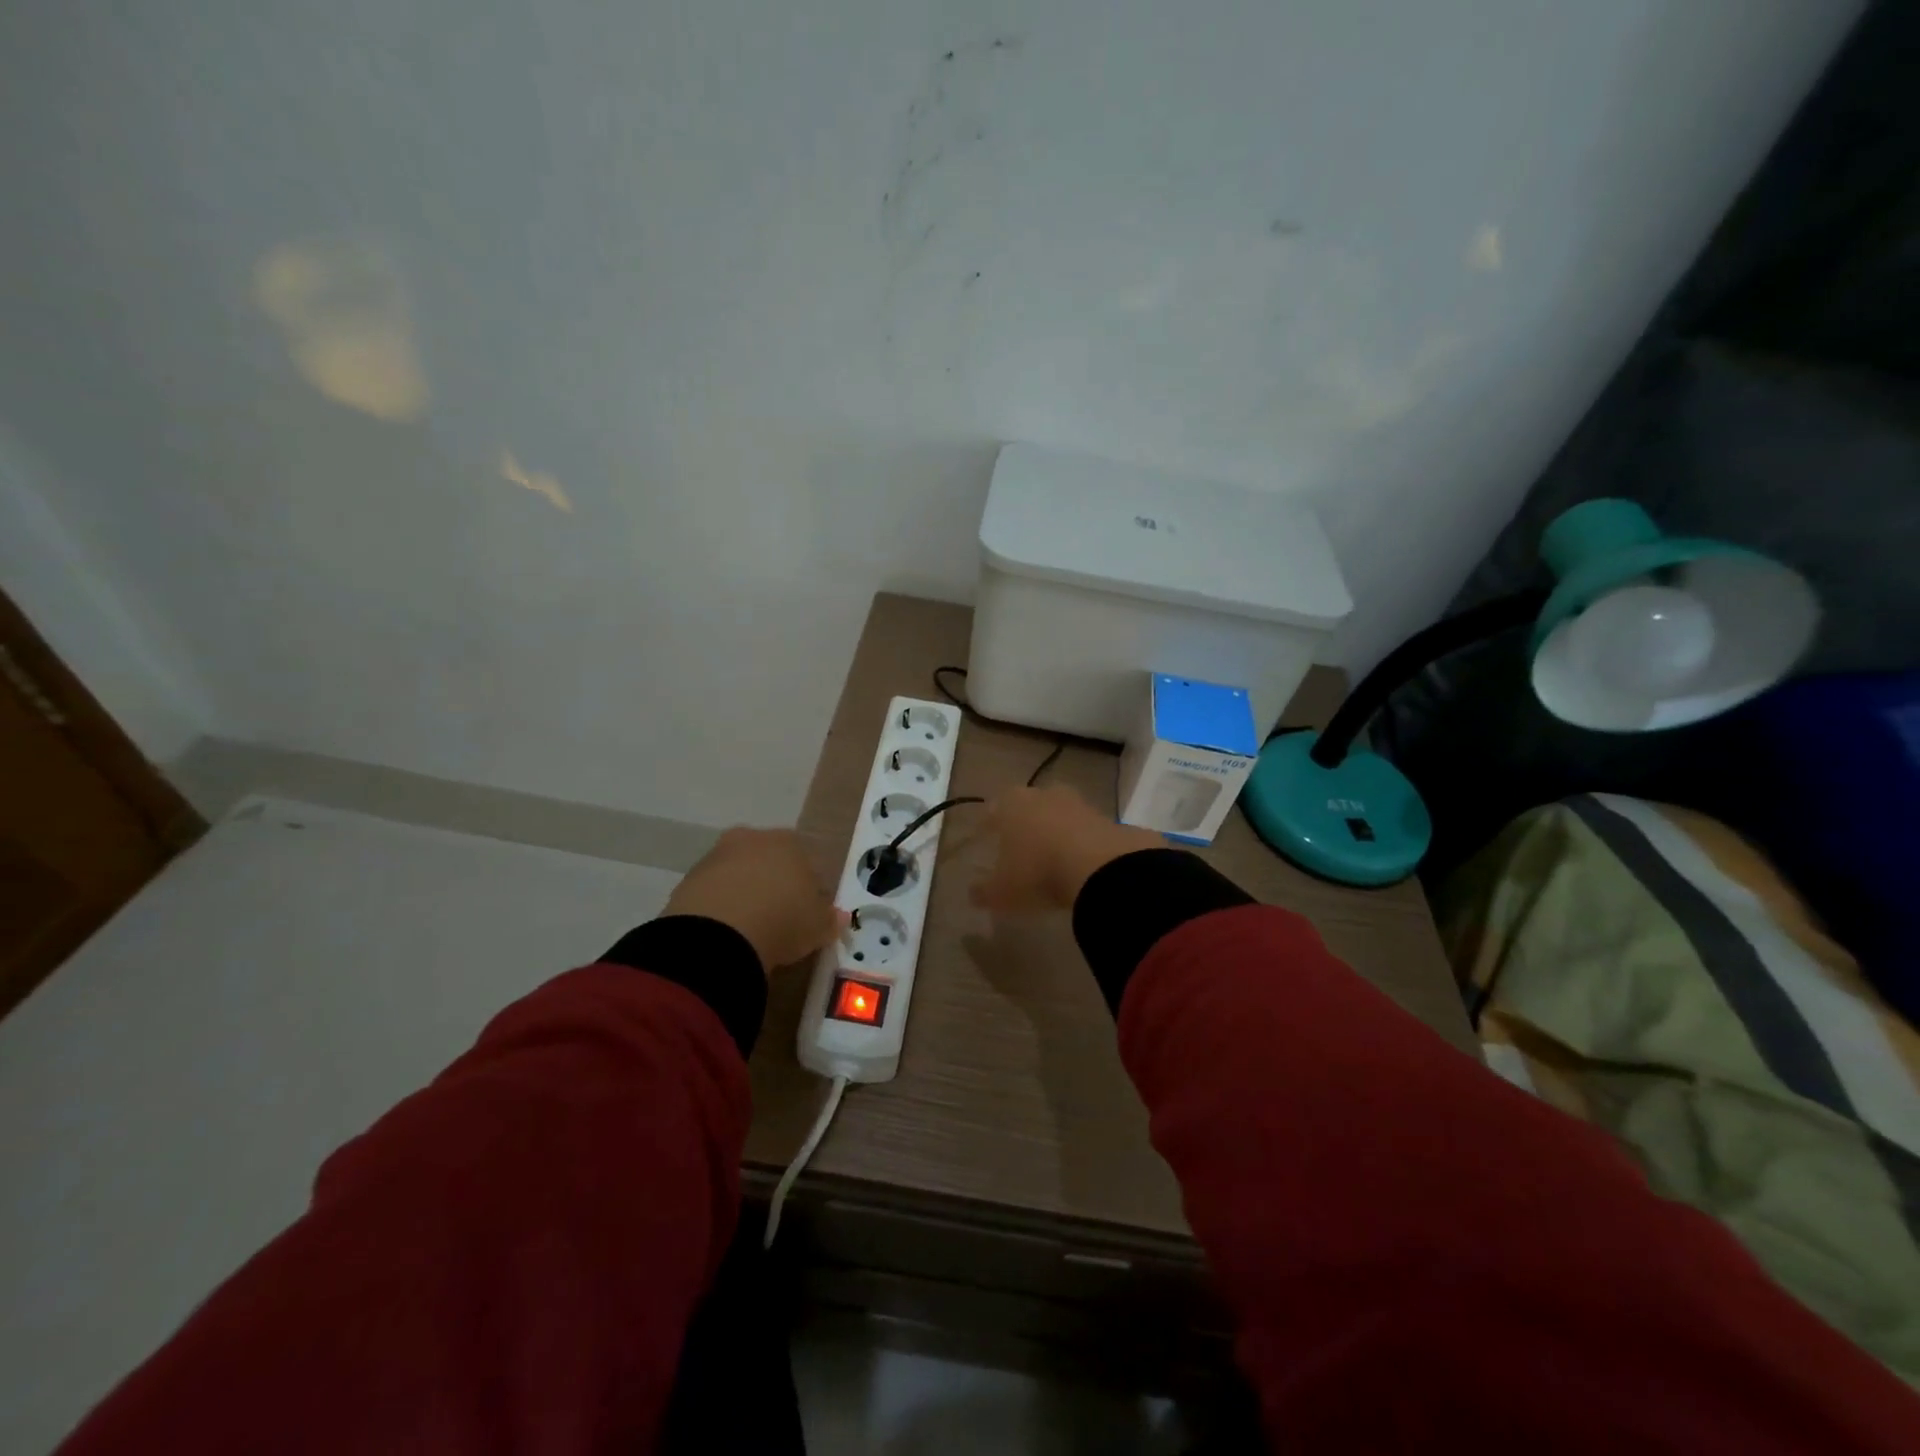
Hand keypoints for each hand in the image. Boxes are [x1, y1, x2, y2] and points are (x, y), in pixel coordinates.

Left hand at [664, 828, 840, 971]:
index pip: (807, 861)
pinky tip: (726, 933)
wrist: (717, 935)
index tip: (809, 915)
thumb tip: (838, 916)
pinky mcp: (688, 879)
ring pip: (739, 873)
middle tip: (779, 920)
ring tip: (750, 930)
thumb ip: (829, 919)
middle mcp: (752, 838)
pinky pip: (714, 892)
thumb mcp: (817, 926)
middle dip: (774, 885)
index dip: (810, 889)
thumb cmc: (782, 920)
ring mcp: (717, 856)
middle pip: (769, 861)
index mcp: (790, 841)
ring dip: (745, 894)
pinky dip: (720, 907)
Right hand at [971, 786, 1161, 914]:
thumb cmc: (1037, 873)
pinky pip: (1084, 829)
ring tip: (1051, 855)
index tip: (985, 837)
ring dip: (1054, 829)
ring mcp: (1077, 803)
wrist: (1100, 868)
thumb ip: (984, 891)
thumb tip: (973, 893)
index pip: (993, 810)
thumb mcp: (1002, 892)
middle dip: (1023, 822)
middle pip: (1028, 805)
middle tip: (1019, 844)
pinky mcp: (1106, 817)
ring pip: (1058, 813)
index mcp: (1010, 804)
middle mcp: (1042, 795)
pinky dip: (1079, 841)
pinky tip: (1077, 861)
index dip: (988, 825)